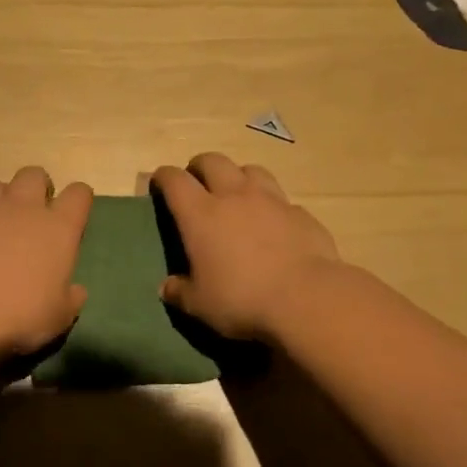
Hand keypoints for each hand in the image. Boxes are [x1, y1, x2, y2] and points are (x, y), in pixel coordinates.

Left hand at [0, 167, 92, 354]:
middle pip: (33, 175)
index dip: (78, 199)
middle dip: (37, 187)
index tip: (75, 213)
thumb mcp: (59, 317)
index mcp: (57, 229)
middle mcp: (22, 210)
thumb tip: (75, 291)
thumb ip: (70, 298)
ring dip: (0, 200)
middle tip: (35, 212)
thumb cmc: (20, 316)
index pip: (78, 194)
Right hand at [152, 153, 342, 339]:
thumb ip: (180, 292)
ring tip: (237, 195)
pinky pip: (281, 199)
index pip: (175, 180)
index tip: (159, 183)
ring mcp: (271, 200)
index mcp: (201, 214)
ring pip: (250, 170)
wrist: (306, 298)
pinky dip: (271, 206)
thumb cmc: (241, 299)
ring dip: (238, 177)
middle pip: (213, 161)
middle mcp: (234, 196)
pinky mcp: (301, 213)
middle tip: (197, 182)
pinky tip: (273, 225)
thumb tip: (167, 287)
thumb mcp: (199, 305)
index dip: (164, 177)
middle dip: (200, 167)